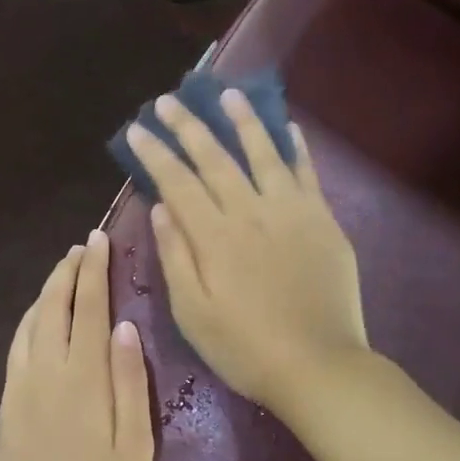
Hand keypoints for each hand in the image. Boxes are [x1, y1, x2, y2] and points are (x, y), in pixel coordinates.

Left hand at [0, 231, 153, 460]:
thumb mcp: (134, 445)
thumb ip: (129, 381)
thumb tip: (125, 326)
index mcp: (83, 376)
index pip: (88, 307)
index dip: (94, 270)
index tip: (99, 241)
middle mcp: (46, 369)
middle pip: (54, 304)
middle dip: (68, 270)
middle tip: (82, 246)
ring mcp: (21, 383)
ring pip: (31, 320)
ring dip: (47, 290)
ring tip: (63, 272)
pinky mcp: (7, 400)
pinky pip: (17, 344)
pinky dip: (30, 318)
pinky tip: (38, 317)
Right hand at [126, 89, 368, 420]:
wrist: (319, 366)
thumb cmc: (244, 347)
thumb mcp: (193, 312)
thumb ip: (175, 256)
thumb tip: (160, 207)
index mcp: (214, 236)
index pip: (177, 182)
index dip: (155, 153)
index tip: (137, 128)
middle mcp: (251, 212)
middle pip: (215, 158)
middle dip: (189, 126)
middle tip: (169, 100)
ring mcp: (291, 212)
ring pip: (263, 153)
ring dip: (243, 121)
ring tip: (228, 94)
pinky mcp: (322, 220)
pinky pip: (306, 173)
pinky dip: (295, 147)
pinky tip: (287, 126)